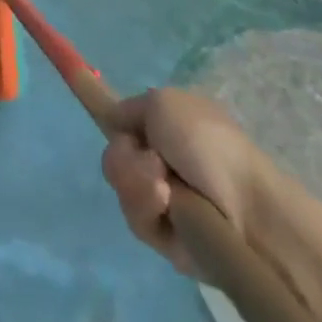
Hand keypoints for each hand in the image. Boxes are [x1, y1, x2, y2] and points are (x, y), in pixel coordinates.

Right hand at [101, 88, 267, 277]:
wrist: (247, 209)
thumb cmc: (209, 143)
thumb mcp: (162, 102)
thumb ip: (129, 107)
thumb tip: (116, 122)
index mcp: (166, 126)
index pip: (123, 118)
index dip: (101, 109)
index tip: (73, 84)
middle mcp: (161, 159)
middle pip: (113, 153)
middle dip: (122, 155)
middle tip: (147, 158)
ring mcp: (162, 197)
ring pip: (118, 183)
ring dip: (134, 179)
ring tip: (162, 185)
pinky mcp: (164, 236)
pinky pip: (133, 215)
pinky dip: (145, 205)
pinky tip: (165, 203)